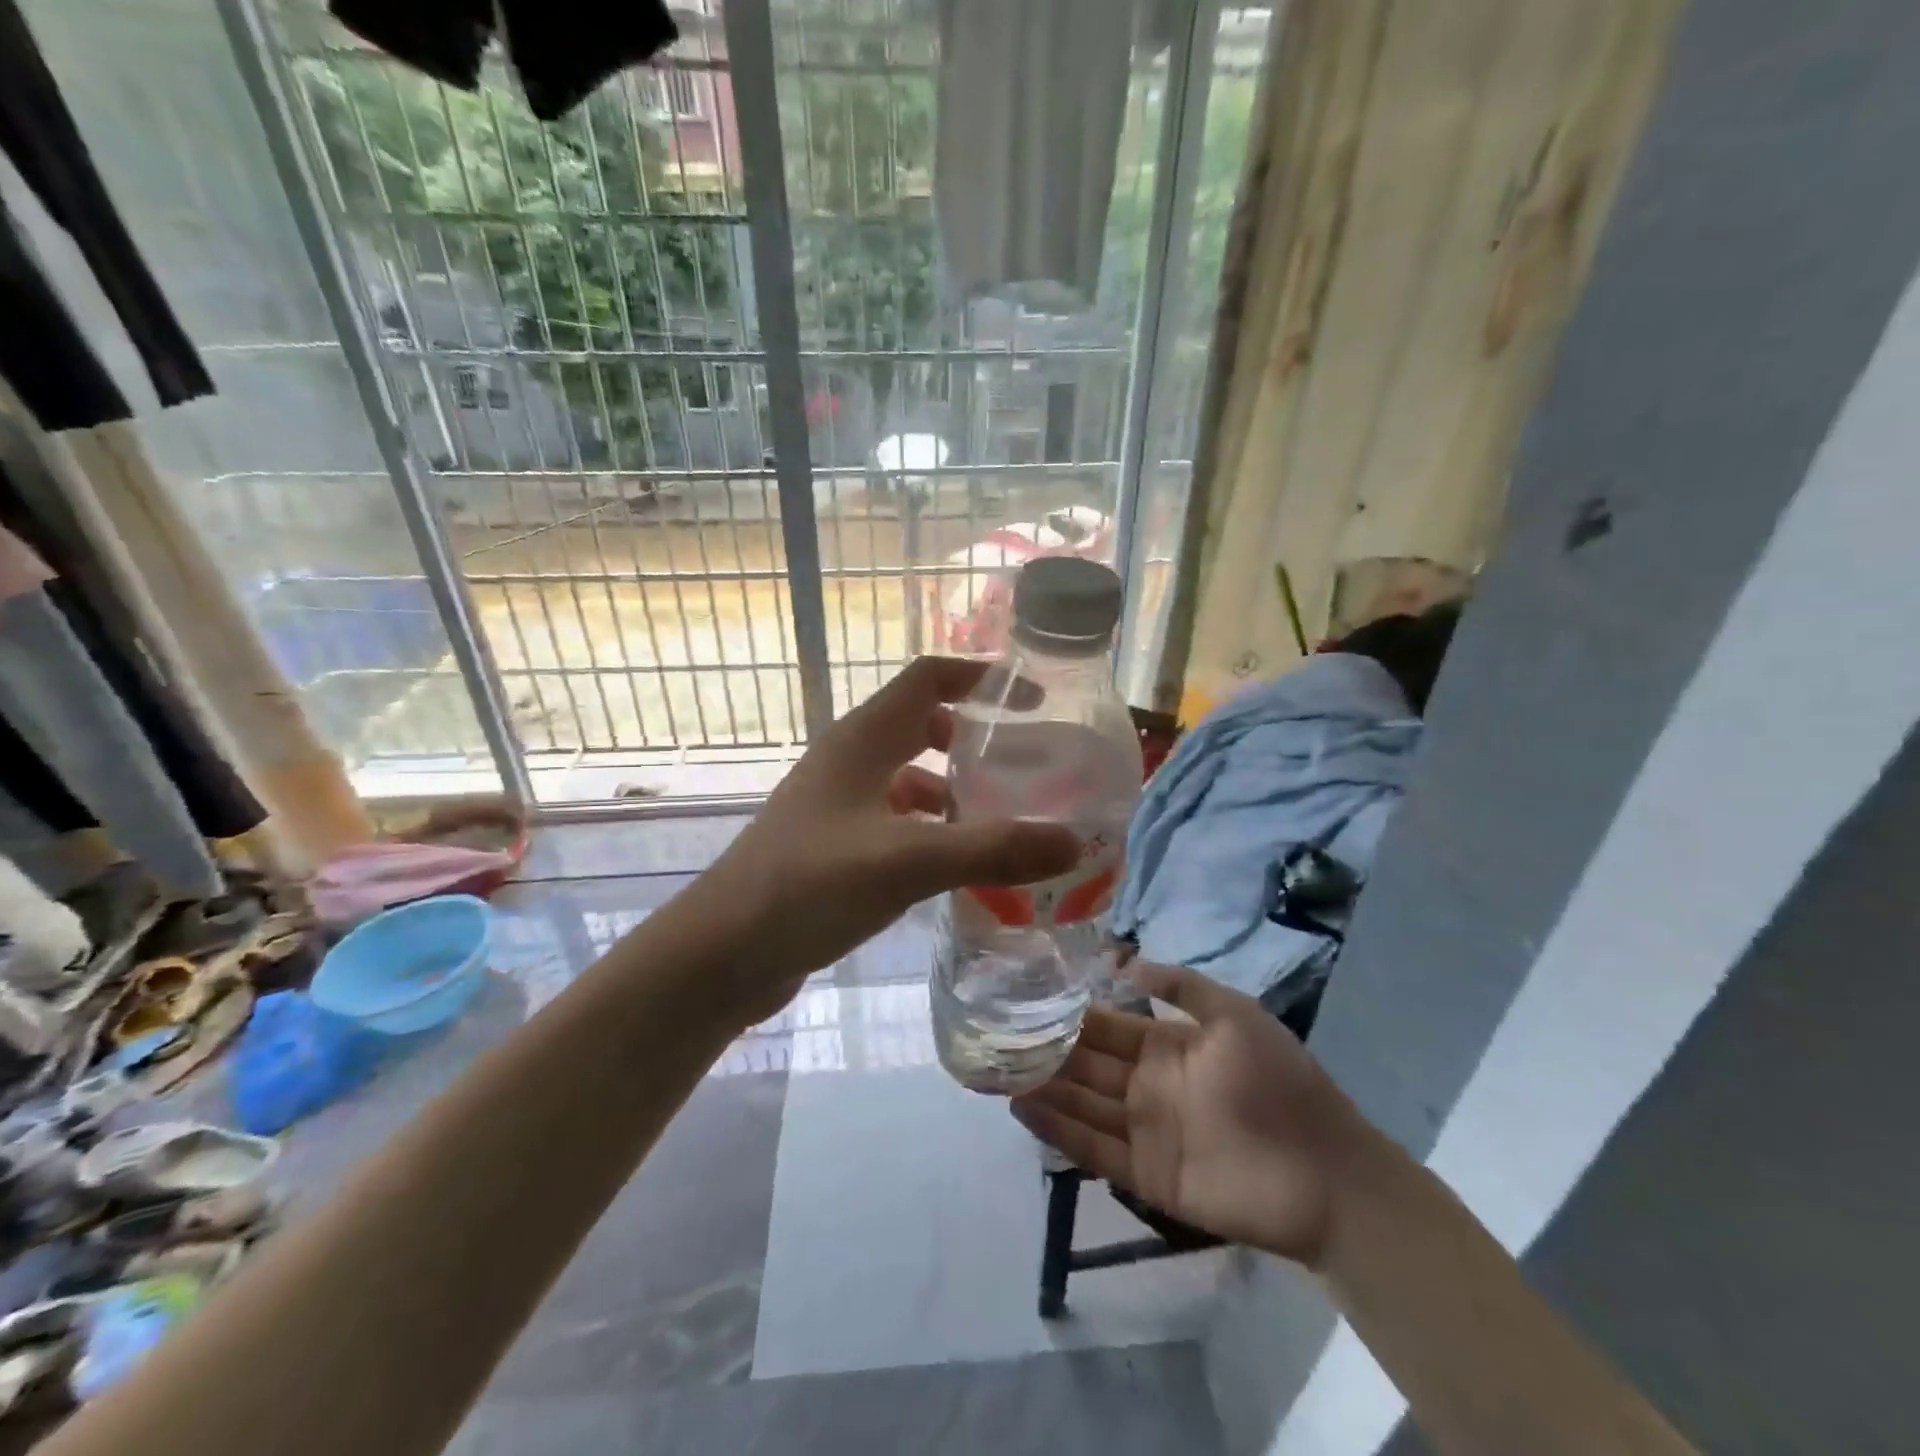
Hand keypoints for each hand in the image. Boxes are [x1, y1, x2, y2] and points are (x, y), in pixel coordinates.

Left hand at [694, 657, 1080, 1022]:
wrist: (720, 954)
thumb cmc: (807, 887)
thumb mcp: (905, 862)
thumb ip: (990, 849)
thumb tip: (1074, 841)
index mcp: (862, 740)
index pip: (928, 678)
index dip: (981, 677)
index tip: (1034, 700)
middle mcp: (850, 761)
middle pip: (922, 726)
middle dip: (976, 739)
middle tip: (1029, 766)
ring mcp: (838, 805)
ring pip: (910, 779)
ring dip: (956, 792)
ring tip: (1007, 822)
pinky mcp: (834, 847)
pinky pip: (896, 823)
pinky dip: (932, 832)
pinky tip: (958, 867)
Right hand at [1013, 964, 1367, 1265]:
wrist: (1327, 1172)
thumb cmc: (1280, 1082)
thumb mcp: (1235, 1015)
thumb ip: (1183, 986)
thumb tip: (1127, 960)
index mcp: (1165, 1047)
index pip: (1106, 1026)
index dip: (1069, 1014)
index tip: (1026, 998)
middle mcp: (1146, 1085)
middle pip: (1086, 1065)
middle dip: (1045, 1050)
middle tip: (995, 1034)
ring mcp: (1144, 1131)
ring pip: (1081, 1105)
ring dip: (1043, 1088)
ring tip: (996, 1070)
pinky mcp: (1146, 1175)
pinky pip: (1094, 1150)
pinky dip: (1059, 1132)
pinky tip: (1024, 1110)